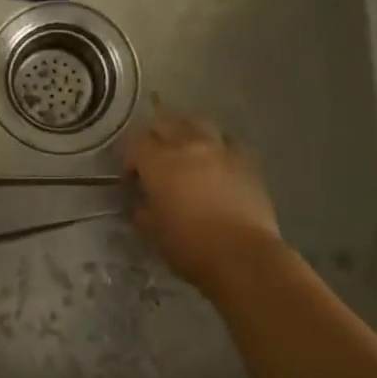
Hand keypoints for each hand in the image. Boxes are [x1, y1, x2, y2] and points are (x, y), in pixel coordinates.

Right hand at [123, 102, 282, 291]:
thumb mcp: (152, 232)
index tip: (131, 178)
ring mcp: (219, 149)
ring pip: (198, 123)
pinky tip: (219, 160)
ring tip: (187, 148)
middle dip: (156, 136)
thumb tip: (140, 205)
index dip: (129, 158)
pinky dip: (219, 146)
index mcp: (158, 162)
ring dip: (188, 131)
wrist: (242, 255)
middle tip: (156, 156)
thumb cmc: (190, 245)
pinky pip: (229, 142)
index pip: (135, 142)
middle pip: (166, 122)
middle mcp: (187, 145)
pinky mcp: (246, 160)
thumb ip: (142, 211)